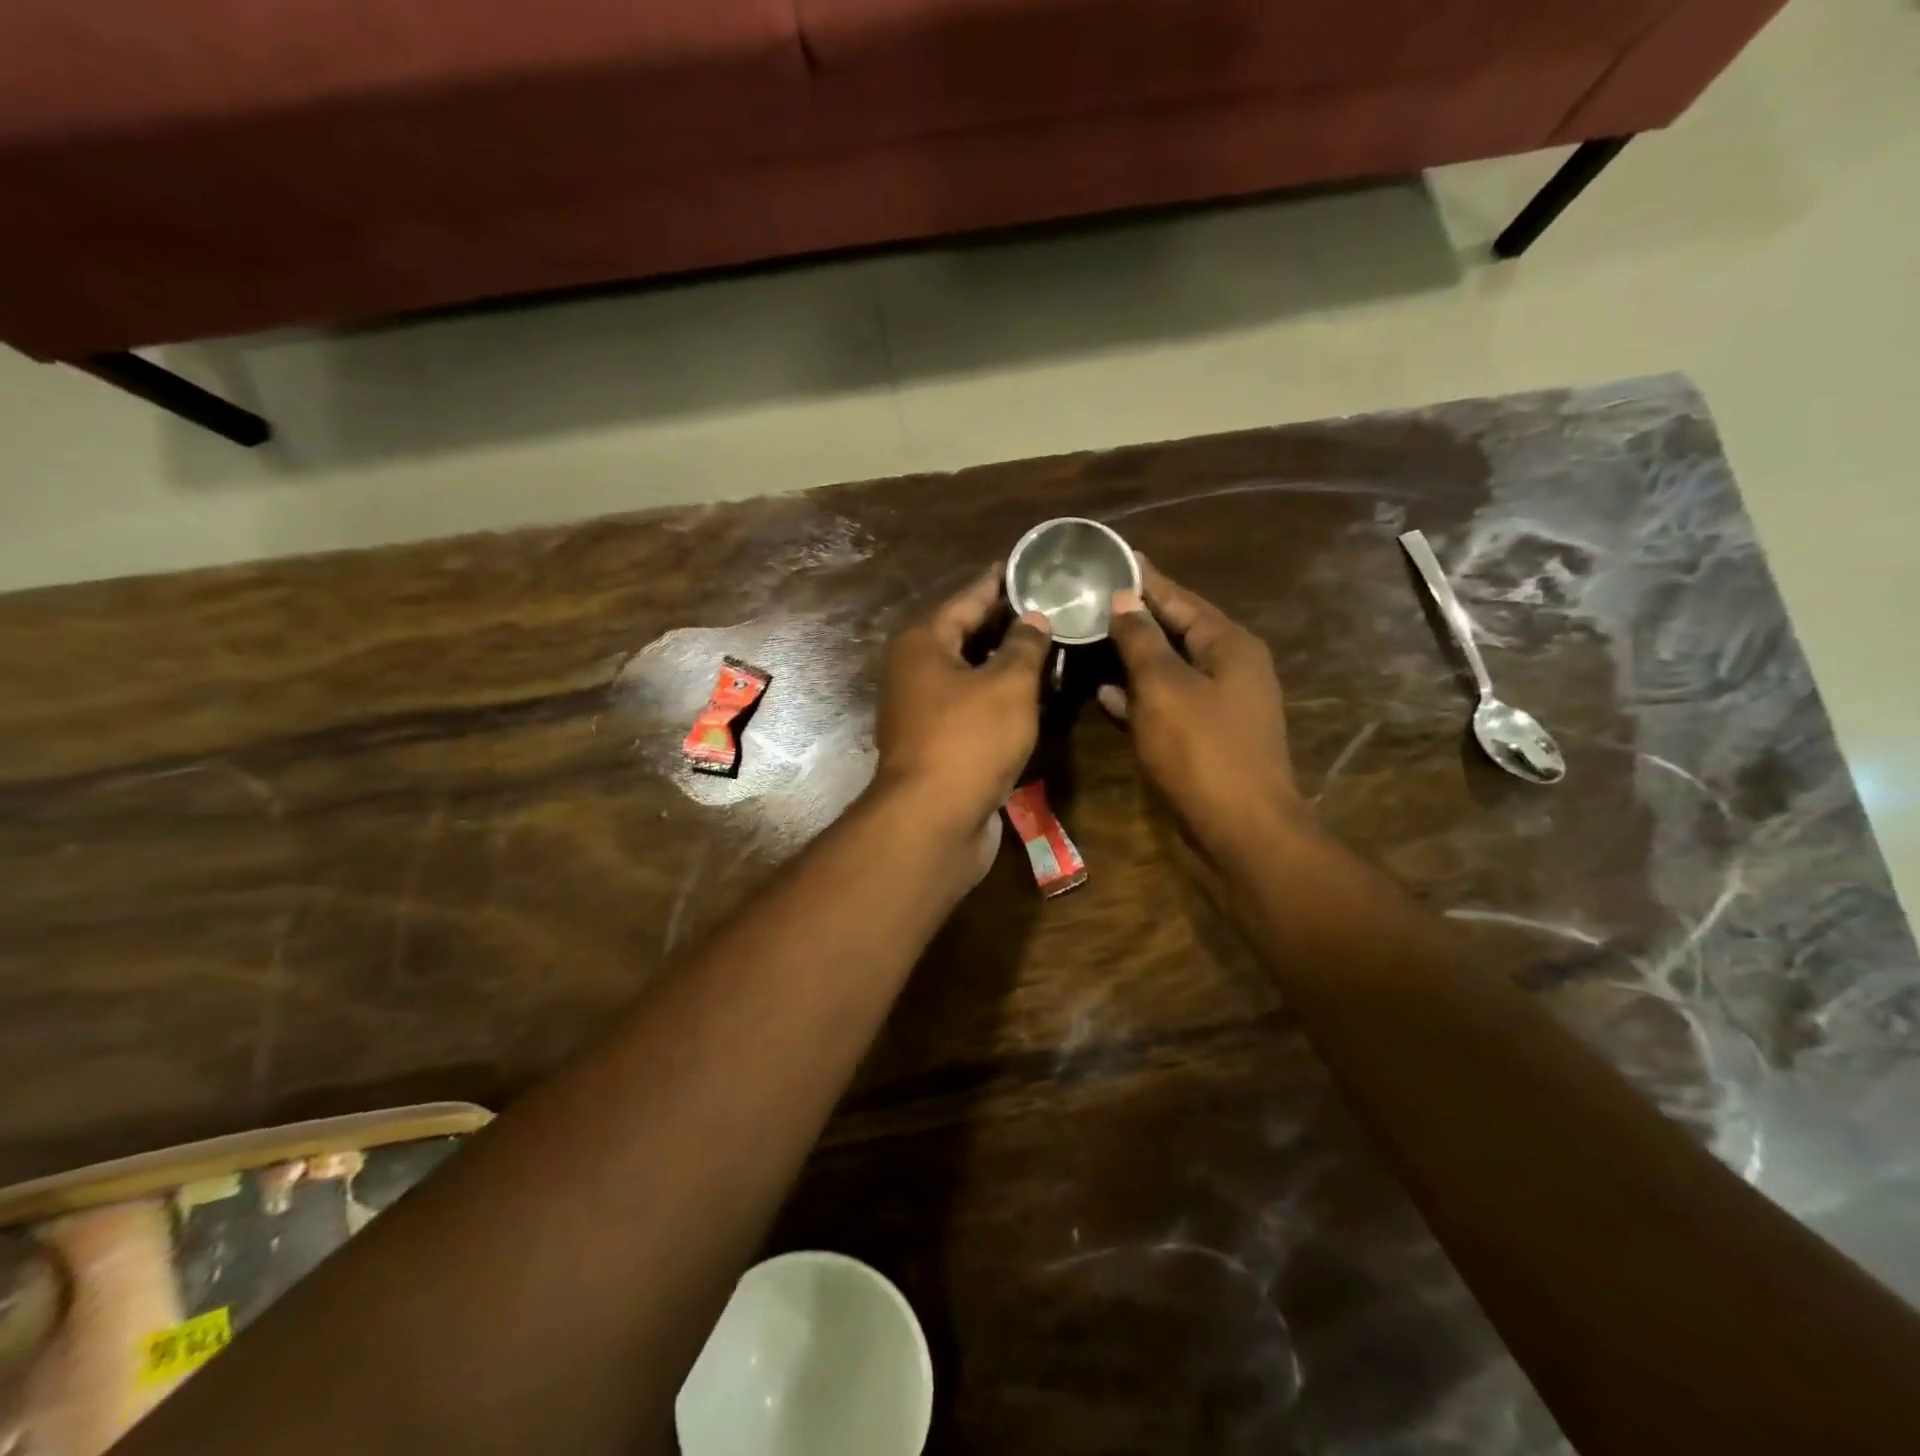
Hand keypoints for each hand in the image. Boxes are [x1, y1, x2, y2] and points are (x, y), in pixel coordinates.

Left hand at [873, 567, 1051, 842]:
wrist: (933, 821)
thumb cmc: (969, 740)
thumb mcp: (1008, 685)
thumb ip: (1025, 645)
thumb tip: (1034, 618)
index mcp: (923, 643)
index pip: (968, 599)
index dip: (1000, 582)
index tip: (1028, 565)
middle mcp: (915, 671)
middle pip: (966, 635)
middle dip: (1008, 623)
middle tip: (1051, 605)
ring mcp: (923, 710)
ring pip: (971, 674)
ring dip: (1007, 663)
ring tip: (1051, 644)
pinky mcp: (937, 743)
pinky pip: (973, 707)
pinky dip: (1000, 698)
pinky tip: (1035, 695)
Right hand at [1103, 560, 1308, 862]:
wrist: (1241, 830)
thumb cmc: (1202, 751)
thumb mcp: (1164, 688)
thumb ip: (1141, 641)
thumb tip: (1123, 601)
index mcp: (1229, 644)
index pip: (1179, 598)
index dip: (1143, 579)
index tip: (1111, 558)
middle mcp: (1230, 667)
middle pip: (1176, 630)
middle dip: (1134, 616)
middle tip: (1090, 597)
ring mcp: (1221, 704)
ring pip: (1169, 668)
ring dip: (1133, 656)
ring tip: (1090, 637)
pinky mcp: (1207, 736)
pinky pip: (1168, 702)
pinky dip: (1139, 695)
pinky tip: (1106, 693)